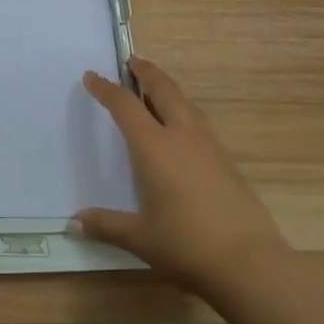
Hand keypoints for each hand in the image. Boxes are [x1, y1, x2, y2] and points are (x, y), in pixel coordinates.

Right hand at [70, 57, 287, 291]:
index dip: (106, 89)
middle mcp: (181, 136)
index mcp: (154, 147)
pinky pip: (199, 122)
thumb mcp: (140, 238)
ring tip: (156, 86)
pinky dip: (184, 110)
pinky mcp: (227, 162)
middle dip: (146, 72)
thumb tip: (73, 223)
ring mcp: (209, 147)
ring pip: (186, 103)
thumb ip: (105, 225)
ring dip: (168, 88)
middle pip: (163, 90)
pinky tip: (183, 127)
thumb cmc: (187, 245)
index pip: (124, 105)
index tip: (91, 76)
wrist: (250, 263)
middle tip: (133, 61)